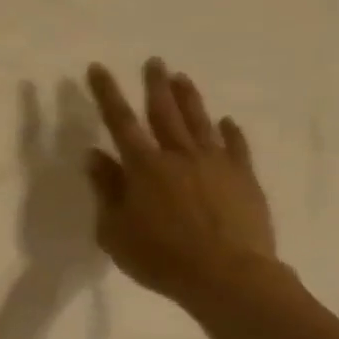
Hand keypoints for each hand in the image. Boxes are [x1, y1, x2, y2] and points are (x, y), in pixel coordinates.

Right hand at [84, 59, 279, 311]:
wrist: (227, 276)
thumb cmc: (159, 256)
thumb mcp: (114, 229)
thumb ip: (106, 189)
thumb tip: (94, 156)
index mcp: (143, 167)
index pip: (120, 121)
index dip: (107, 93)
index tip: (98, 68)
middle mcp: (179, 156)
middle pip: (164, 112)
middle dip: (155, 85)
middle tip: (154, 61)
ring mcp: (216, 164)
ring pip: (199, 122)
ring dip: (189, 98)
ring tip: (181, 78)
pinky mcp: (243, 179)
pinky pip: (236, 147)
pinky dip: (229, 132)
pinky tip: (226, 121)